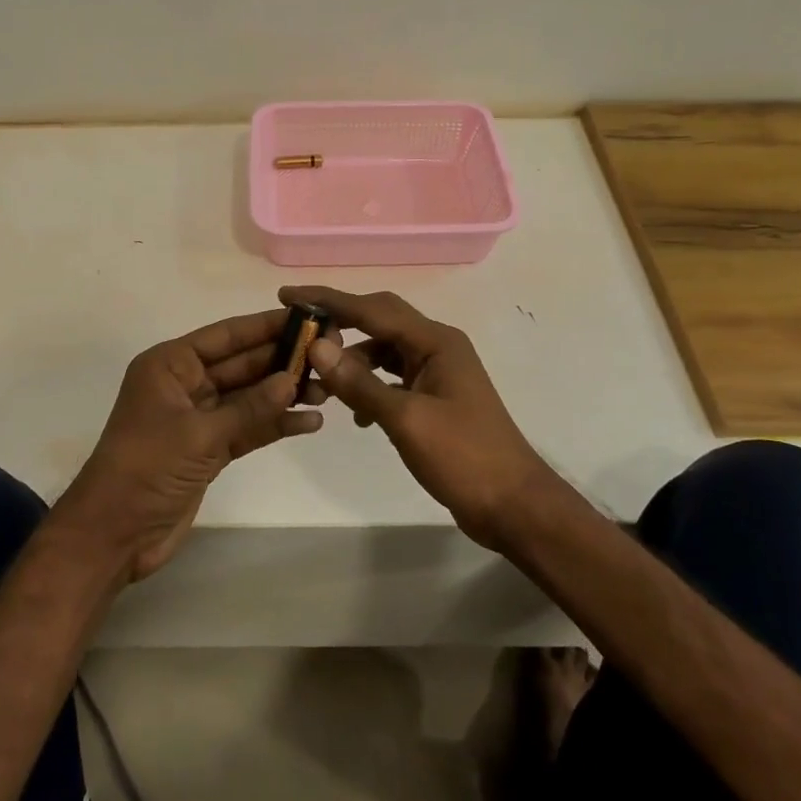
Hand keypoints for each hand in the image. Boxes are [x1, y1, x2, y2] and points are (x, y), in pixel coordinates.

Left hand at [55, 310, 326, 582]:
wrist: (114, 534)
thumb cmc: (147, 467)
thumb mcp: (199, 434)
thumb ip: (249, 408)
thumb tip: (292, 380)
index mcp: (170, 365)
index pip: (225, 336)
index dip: (264, 326)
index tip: (304, 318)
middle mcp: (185, 384)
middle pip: (241, 364)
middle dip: (281, 361)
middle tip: (327, 354)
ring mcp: (198, 418)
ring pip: (248, 397)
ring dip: (283, 394)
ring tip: (328, 390)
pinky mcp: (209, 449)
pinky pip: (248, 428)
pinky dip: (274, 425)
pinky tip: (309, 422)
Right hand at [279, 286, 550, 548]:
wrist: (513, 505)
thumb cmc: (463, 458)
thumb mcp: (405, 420)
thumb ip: (359, 382)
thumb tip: (317, 346)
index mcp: (436, 341)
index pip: (373, 308)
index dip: (329, 300)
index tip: (288, 294)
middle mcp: (437, 346)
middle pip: (380, 321)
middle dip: (340, 323)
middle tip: (299, 331)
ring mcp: (438, 372)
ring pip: (384, 351)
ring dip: (353, 361)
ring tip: (321, 383)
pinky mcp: (435, 396)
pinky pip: (393, 377)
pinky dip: (370, 386)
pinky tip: (357, 414)